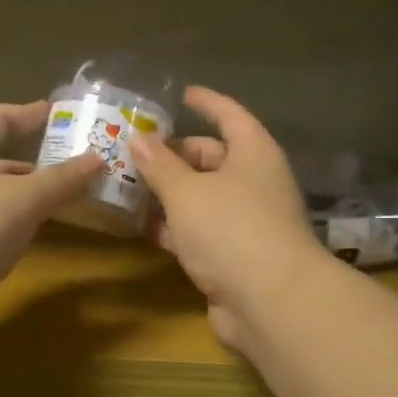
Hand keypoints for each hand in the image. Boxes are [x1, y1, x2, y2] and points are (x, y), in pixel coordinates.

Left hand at [0, 101, 102, 342]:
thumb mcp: (22, 199)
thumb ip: (61, 181)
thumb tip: (99, 159)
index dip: (27, 113)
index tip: (57, 113)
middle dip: (32, 163)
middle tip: (71, 168)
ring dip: (24, 201)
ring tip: (61, 205)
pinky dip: (12, 233)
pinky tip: (30, 244)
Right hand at [130, 86, 329, 352]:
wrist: (270, 302)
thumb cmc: (230, 230)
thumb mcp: (186, 192)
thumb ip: (159, 165)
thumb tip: (137, 138)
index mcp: (254, 154)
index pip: (229, 115)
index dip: (206, 102)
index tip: (182, 94)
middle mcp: (255, 182)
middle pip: (212, 158)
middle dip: (174, 156)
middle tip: (133, 154)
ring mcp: (247, 221)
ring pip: (203, 198)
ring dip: (168, 195)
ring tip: (127, 188)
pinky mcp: (236, 256)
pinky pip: (200, 231)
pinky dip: (175, 228)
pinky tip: (143, 228)